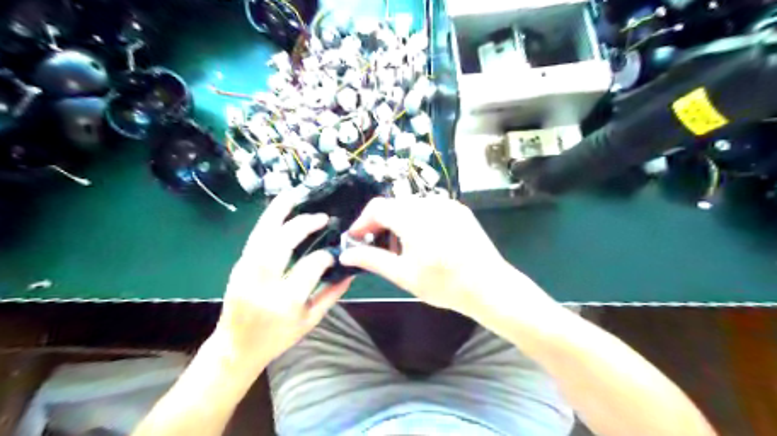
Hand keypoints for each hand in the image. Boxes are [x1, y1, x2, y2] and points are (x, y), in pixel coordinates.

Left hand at [210, 190, 348, 373]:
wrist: (236, 347)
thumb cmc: (277, 337)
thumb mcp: (311, 320)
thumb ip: (332, 294)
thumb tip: (350, 270)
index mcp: (284, 302)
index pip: (310, 267)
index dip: (325, 256)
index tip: (334, 254)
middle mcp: (262, 284)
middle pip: (281, 244)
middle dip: (302, 225)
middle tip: (322, 217)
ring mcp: (245, 273)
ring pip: (262, 236)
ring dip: (279, 213)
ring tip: (296, 196)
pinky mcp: (238, 266)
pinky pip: (255, 238)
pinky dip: (268, 220)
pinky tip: (280, 210)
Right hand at [341, 198, 544, 316]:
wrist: (489, 286)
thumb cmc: (444, 285)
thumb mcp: (404, 275)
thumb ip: (372, 260)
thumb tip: (345, 255)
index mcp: (413, 218)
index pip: (377, 207)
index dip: (362, 222)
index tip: (356, 239)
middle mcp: (429, 204)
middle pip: (394, 206)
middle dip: (380, 224)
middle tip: (377, 247)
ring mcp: (447, 204)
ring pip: (411, 207)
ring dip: (399, 222)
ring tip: (402, 249)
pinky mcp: (459, 210)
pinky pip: (430, 209)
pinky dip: (418, 221)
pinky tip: (424, 242)